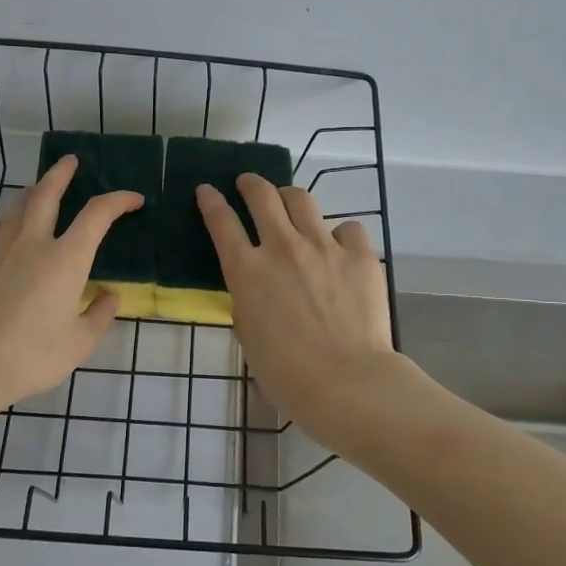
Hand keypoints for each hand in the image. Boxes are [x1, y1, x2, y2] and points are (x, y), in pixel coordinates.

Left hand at [0, 155, 140, 423]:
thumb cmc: (32, 356)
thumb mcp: (79, 343)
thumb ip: (99, 316)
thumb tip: (109, 297)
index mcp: (65, 259)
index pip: (96, 215)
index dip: (118, 201)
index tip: (135, 199)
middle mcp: (34, 246)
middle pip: (46, 195)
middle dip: (61, 174)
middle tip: (71, 161)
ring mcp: (4, 256)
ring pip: (18, 208)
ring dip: (33, 190)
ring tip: (40, 186)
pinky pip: (4, 230)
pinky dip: (16, 217)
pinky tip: (18, 229)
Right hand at [196, 176, 397, 432]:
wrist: (346, 382)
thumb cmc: (286, 374)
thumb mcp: (249, 335)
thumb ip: (248, 301)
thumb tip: (257, 288)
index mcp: (247, 271)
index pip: (221, 222)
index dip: (211, 201)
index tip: (206, 190)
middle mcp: (282, 248)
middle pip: (261, 196)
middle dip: (250, 183)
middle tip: (247, 183)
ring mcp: (323, 246)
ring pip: (302, 199)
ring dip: (289, 197)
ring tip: (290, 202)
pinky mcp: (359, 255)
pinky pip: (348, 228)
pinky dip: (339, 234)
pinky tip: (340, 247)